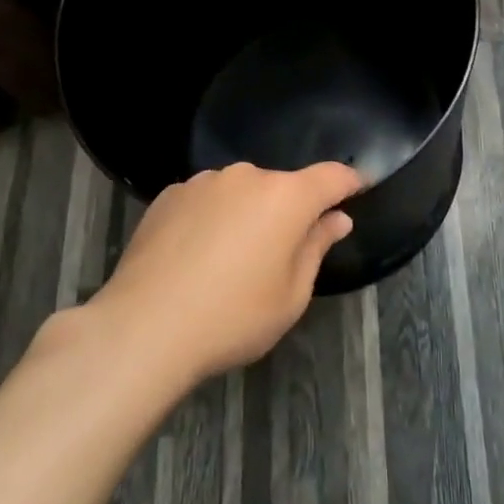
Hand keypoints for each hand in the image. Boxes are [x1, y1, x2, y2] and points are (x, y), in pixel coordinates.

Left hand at [78, 161, 360, 386]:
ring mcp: (204, 182)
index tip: (360, 187)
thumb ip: (317, 248)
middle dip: (289, 212)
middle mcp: (247, 177)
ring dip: (247, 214)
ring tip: (229, 261)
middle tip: (279, 255)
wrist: (144, 327)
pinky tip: (195, 258)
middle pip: (282, 187)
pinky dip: (211, 219)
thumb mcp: (291, 295)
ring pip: (241, 192)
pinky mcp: (169, 195)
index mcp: (286, 197)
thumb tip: (337, 218)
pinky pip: (206, 201)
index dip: (350, 181)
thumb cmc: (232, 317)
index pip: (332, 176)